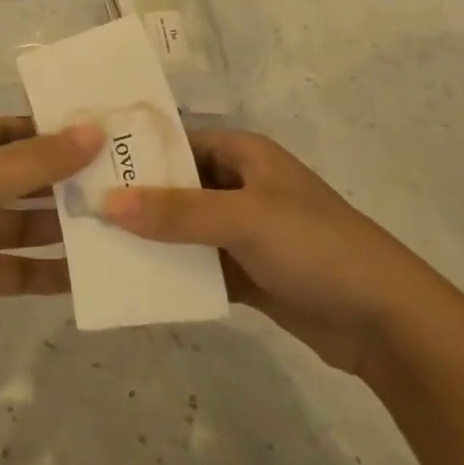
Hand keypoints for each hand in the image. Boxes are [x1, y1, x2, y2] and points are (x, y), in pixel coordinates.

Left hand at [0, 118, 103, 354]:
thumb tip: (95, 130)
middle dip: (70, 180)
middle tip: (129, 183)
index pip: (18, 128)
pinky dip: (50, 270)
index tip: (111, 136)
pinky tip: (91, 274)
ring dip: (65, 225)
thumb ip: (39, 159)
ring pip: (27, 221)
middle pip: (27, 175)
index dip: (60, 131)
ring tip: (121, 226)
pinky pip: (20, 266)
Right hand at [103, 130, 443, 377]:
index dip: (135, 152)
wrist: (385, 321)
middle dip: (134, 198)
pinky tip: (132, 279)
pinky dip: (171, 270)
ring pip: (183, 228)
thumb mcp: (244, 219)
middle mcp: (241, 185)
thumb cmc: (316, 248)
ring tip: (94, 245)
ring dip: (149, 237)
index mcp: (244, 155)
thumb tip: (105, 201)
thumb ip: (176, 211)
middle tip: (78, 209)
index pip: (177, 142)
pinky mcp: (246, 271)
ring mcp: (243, 231)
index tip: (85, 164)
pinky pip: (197, 264)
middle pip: (176, 186)